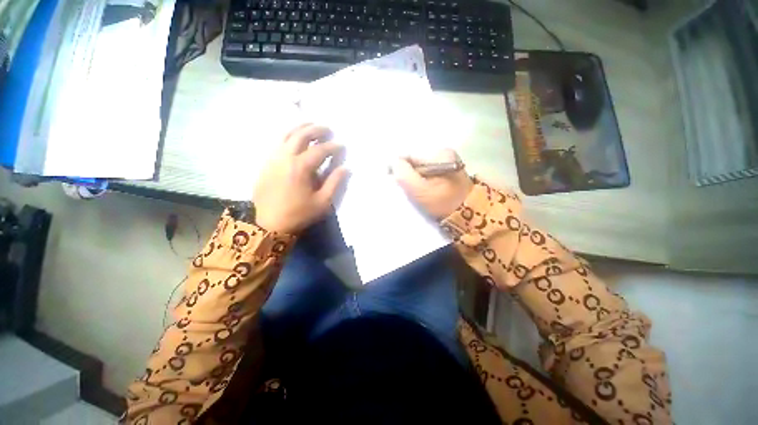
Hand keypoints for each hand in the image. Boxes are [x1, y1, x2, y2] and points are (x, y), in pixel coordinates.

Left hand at [253, 124, 348, 233]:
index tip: (342, 146)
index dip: (333, 147)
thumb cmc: (299, 214)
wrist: (269, 224)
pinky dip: (288, 136)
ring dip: (300, 128)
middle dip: (316, 130)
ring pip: (286, 135)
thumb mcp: (322, 202)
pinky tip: (294, 137)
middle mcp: (285, 158)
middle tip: (327, 129)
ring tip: (311, 124)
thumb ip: (334, 183)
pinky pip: (278, 143)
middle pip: (301, 136)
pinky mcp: (266, 163)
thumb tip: (346, 168)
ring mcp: (273, 159)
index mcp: (301, 168)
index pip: (320, 150)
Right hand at [391, 149, 472, 219]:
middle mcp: (444, 152)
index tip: (393, 180)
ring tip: (413, 189)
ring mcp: (447, 160)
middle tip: (404, 187)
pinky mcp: (447, 169)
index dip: (398, 166)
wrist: (466, 215)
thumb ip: (403, 174)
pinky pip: (427, 170)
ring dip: (413, 176)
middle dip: (407, 172)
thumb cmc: (442, 202)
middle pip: (415, 159)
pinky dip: (421, 178)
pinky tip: (421, 188)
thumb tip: (392, 161)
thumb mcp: (419, 190)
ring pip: (420, 165)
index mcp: (438, 154)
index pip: (409, 154)